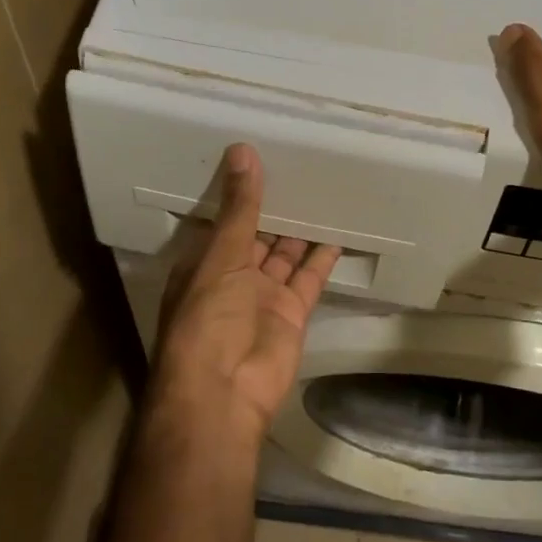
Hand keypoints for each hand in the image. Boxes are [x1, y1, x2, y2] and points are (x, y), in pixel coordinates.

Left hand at [148, 144, 341, 445]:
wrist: (224, 390)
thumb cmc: (207, 317)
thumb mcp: (220, 255)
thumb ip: (240, 207)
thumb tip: (242, 152)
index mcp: (204, 263)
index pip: (224, 222)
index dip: (240, 196)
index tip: (260, 161)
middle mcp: (233, 277)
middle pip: (257, 237)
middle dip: (274, 211)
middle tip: (299, 170)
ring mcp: (264, 296)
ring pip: (285, 255)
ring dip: (300, 231)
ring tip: (322, 193)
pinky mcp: (292, 312)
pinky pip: (310, 278)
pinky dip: (323, 258)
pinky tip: (338, 231)